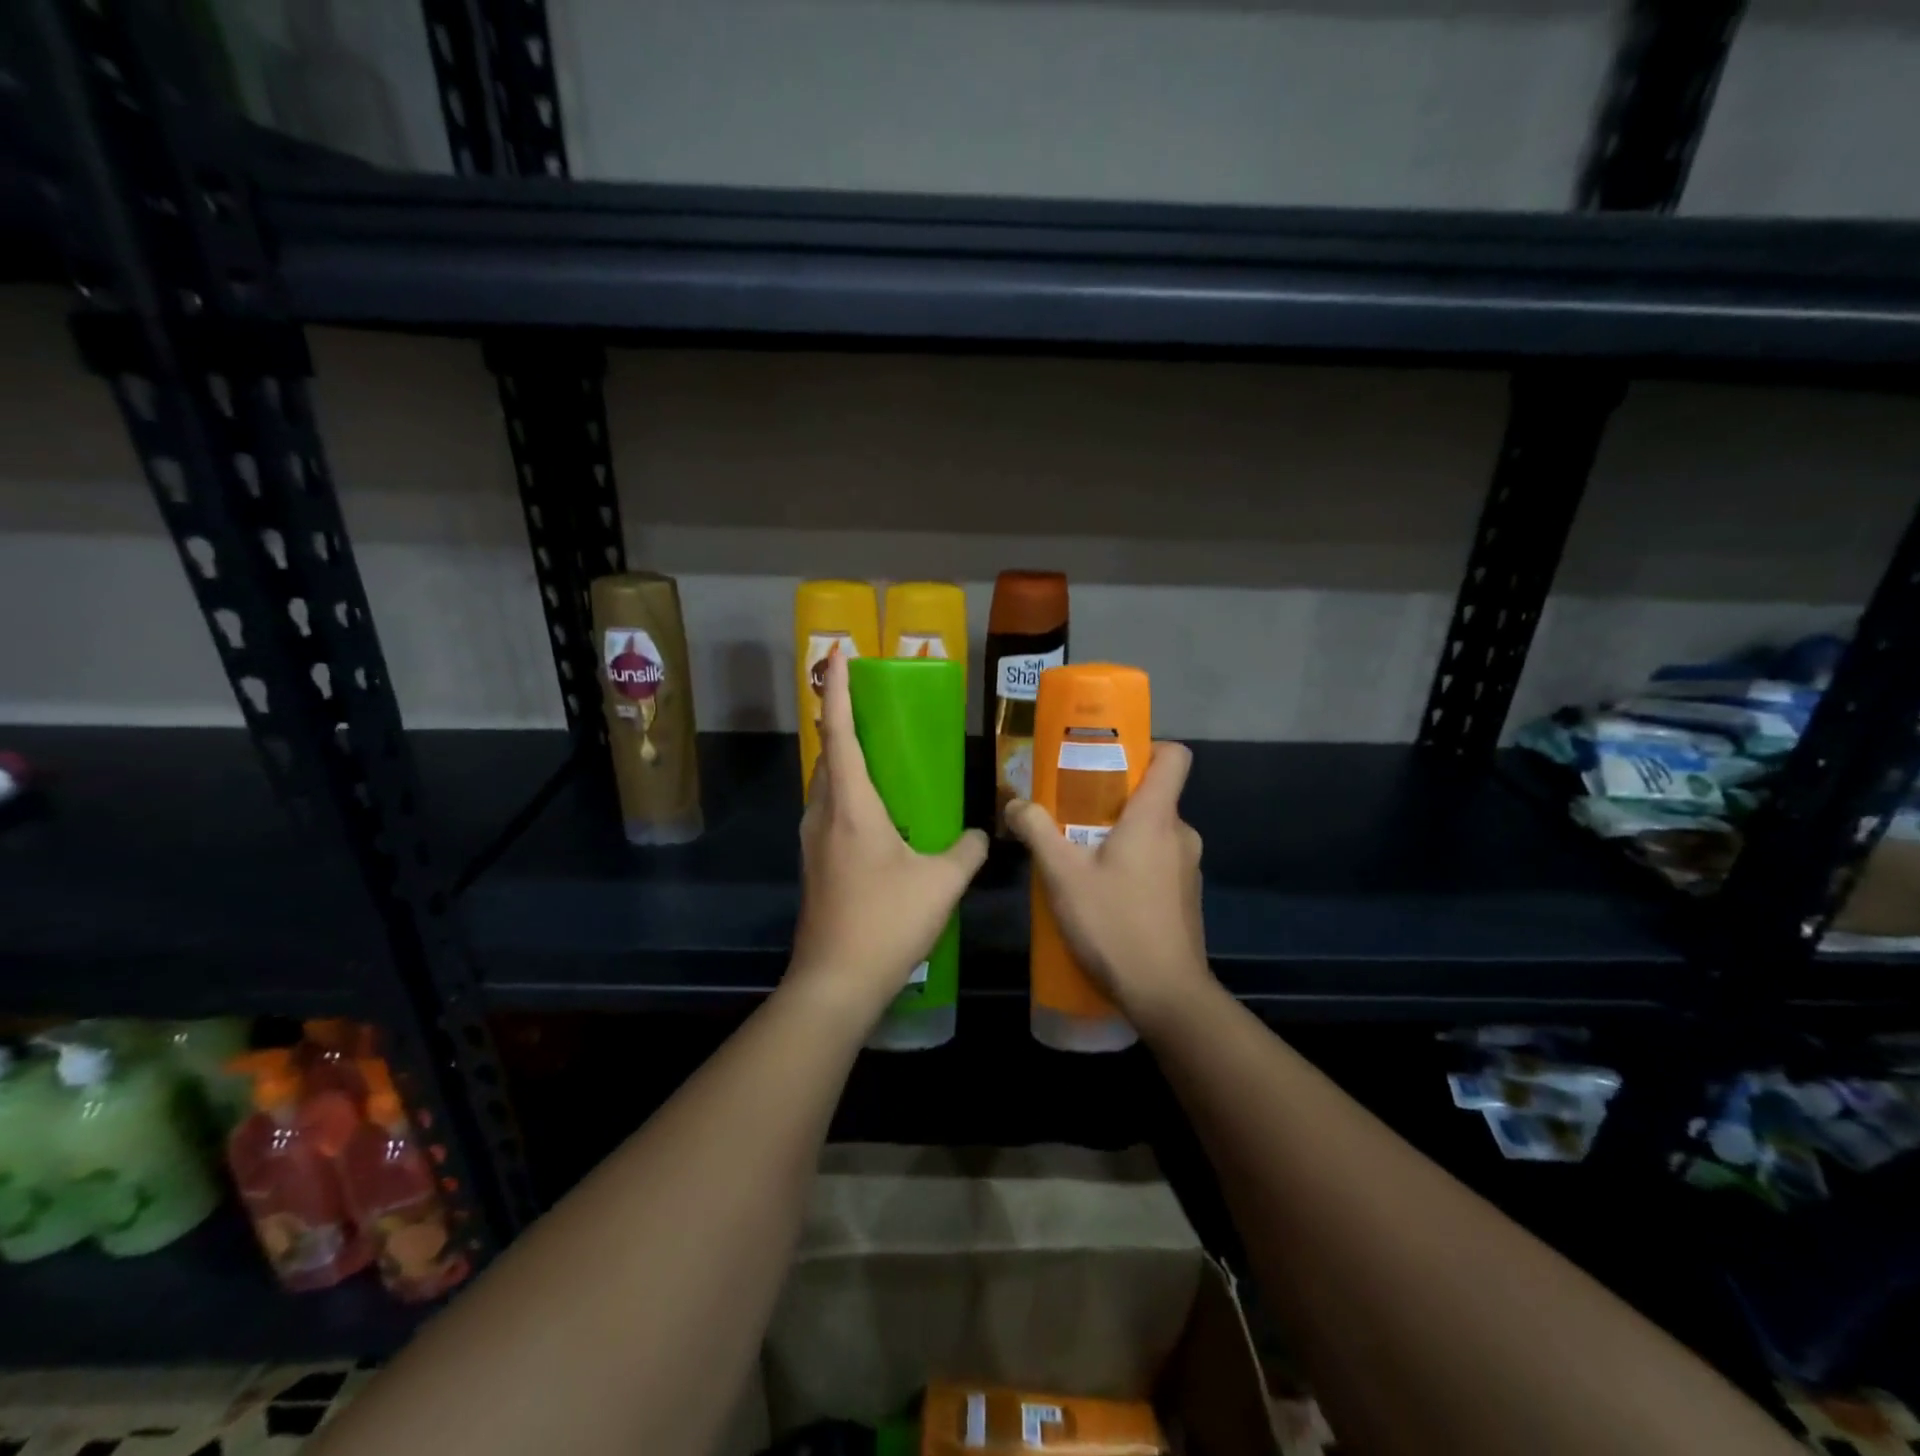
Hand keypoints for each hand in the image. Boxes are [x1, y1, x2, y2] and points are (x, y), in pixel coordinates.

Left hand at [786, 648, 988, 1027]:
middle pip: (826, 755)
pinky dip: (846, 796)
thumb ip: (966, 850)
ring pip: (824, 785)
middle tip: (869, 707)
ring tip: (876, 758)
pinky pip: (827, 812)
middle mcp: (823, 815)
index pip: (840, 732)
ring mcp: (811, 842)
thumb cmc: (886, 921)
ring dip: (843, 762)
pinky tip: (876, 817)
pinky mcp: (813, 866)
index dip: (838, 689)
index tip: (836, 652)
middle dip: (841, 723)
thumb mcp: (941, 883)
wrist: (835, 981)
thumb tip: (981, 834)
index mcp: (851, 806)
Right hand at [1005, 742, 1211, 1036]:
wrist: (1166, 995)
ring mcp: (1188, 868)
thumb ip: (1037, 832)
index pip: (1174, 756)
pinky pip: (1158, 862)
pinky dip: (1133, 865)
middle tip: (1072, 815)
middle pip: (1153, 796)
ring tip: (1080, 858)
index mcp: (1156, 817)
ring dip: (1120, 837)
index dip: (1147, 748)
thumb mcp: (1063, 876)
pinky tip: (1103, 894)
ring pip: (1153, 833)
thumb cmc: (1115, 924)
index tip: (1109, 761)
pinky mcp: (1186, 897)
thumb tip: (1015, 804)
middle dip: (1113, 800)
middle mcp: (1181, 834)